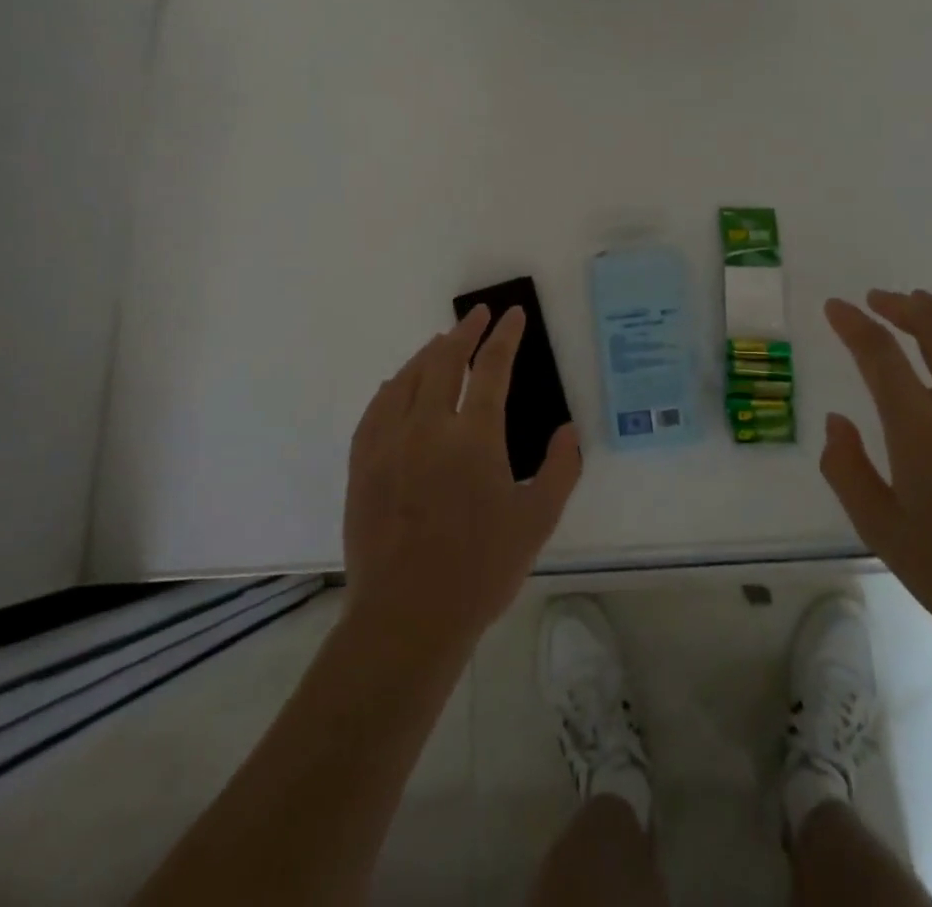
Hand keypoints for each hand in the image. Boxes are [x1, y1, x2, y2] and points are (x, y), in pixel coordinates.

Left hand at [342, 306, 582, 647]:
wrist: (407, 617)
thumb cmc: (481, 569)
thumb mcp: (537, 520)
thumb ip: (560, 469)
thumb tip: (568, 429)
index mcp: (474, 437)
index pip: (492, 368)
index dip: (504, 337)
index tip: (511, 315)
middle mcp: (429, 427)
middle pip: (444, 362)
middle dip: (464, 332)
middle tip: (477, 315)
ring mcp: (389, 444)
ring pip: (407, 379)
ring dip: (427, 354)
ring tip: (441, 341)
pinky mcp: (363, 465)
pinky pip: (375, 410)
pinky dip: (391, 388)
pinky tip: (395, 385)